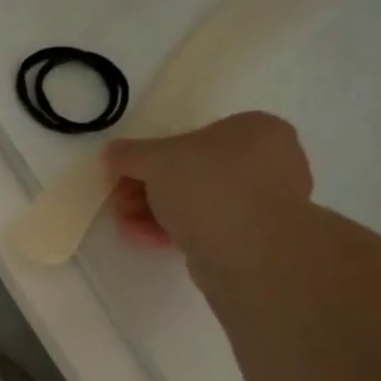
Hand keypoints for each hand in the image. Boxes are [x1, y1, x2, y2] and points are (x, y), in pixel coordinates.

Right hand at [103, 112, 312, 251]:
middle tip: (121, 206)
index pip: (191, 138)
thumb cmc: (209, 188)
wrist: (250, 252)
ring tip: (129, 226)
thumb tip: (112, 153)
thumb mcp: (157, 160)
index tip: (123, 178)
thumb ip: (129, 154)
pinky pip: (208, 226)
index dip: (150, 159)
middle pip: (190, 172)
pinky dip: (178, 231)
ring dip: (156, 213)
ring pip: (196, 202)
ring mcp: (264, 201)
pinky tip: (151, 240)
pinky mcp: (255, 237)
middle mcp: (268, 160)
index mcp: (255, 129)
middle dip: (147, 190)